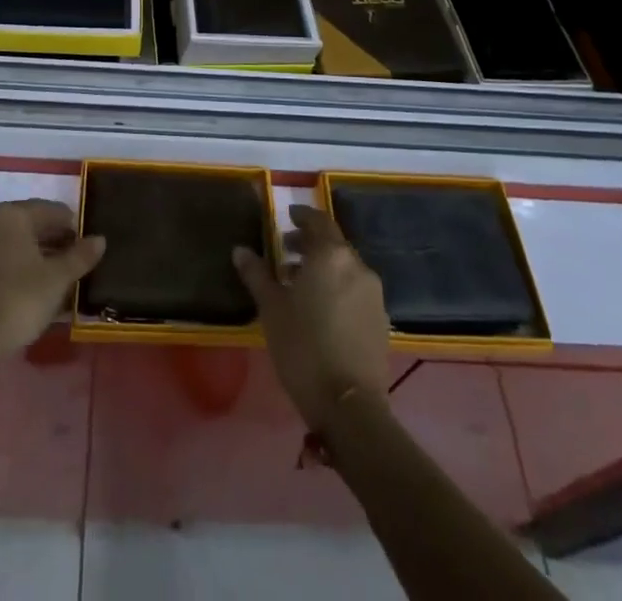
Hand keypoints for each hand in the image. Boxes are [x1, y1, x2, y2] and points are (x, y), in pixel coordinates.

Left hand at [0, 199, 104, 362]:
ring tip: (56, 276)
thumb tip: (99, 239)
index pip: (49, 210)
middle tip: (74, 260)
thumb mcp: (58, 278)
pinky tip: (30, 287)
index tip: (86, 244)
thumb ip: (80, 255)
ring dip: (34, 255)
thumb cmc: (20, 299)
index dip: (71, 226)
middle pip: (28, 225)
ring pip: (11, 244)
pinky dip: (15, 268)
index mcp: (10, 214)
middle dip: (52, 240)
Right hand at [233, 205, 389, 432]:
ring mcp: (374, 294)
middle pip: (333, 243)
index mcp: (331, 255)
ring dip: (324, 267)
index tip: (287, 217)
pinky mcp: (381, 320)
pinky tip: (322, 308)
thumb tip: (240, 250)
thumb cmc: (303, 347)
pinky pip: (356, 290)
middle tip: (286, 252)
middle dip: (310, 243)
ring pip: (345, 267)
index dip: (302, 216)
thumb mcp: (272, 308)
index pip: (318, 220)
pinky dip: (338, 287)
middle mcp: (357, 266)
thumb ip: (256, 274)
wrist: (349, 406)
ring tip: (300, 283)